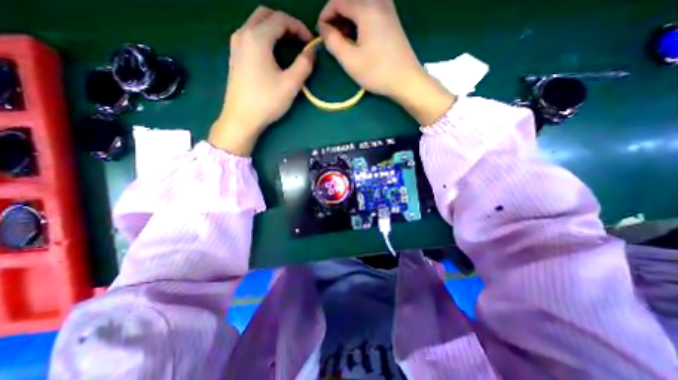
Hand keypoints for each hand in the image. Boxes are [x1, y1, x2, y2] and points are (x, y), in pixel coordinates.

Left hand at [211, 6, 316, 153]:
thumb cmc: (267, 101)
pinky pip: (250, 36)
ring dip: (274, 29)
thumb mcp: (291, 84)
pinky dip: (264, 37)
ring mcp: (236, 45)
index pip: (281, 19)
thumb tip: (312, 51)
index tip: (311, 42)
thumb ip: (304, 65)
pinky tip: (273, 53)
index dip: (299, 28)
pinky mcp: (234, 56)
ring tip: (289, 46)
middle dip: (286, 24)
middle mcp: (243, 34)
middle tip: (299, 40)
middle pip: (266, 15)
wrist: (241, 118)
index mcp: (257, 38)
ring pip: (256, 24)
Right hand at [319, 0, 455, 123]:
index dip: (325, 16)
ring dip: (348, 19)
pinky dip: (359, 21)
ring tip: (345, 41)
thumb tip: (324, 28)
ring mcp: (388, 9)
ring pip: (360, 5)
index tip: (320, 34)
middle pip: (350, 0)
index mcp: (367, 8)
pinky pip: (370, 11)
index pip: (337, 0)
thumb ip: (333, 41)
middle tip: (333, 39)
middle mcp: (378, 1)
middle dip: (336, 17)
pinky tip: (358, 38)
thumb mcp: (350, 60)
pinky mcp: (392, 20)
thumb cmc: (377, 72)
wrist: (406, 80)